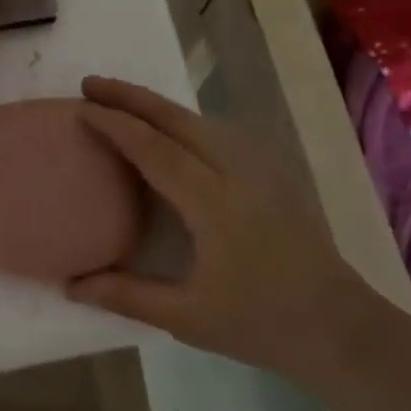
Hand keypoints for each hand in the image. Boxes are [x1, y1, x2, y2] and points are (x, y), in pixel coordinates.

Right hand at [65, 76, 369, 383]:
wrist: (339, 326)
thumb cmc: (260, 322)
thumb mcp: (187, 317)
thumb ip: (126, 296)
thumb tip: (71, 285)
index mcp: (212, 202)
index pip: (154, 149)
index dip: (114, 124)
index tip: (80, 108)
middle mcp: (236, 172)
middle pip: (177, 119)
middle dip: (131, 96)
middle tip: (90, 83)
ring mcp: (259, 169)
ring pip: (200, 121)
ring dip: (157, 105)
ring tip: (120, 101)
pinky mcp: (271, 174)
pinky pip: (217, 133)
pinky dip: (182, 121)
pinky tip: (170, 131)